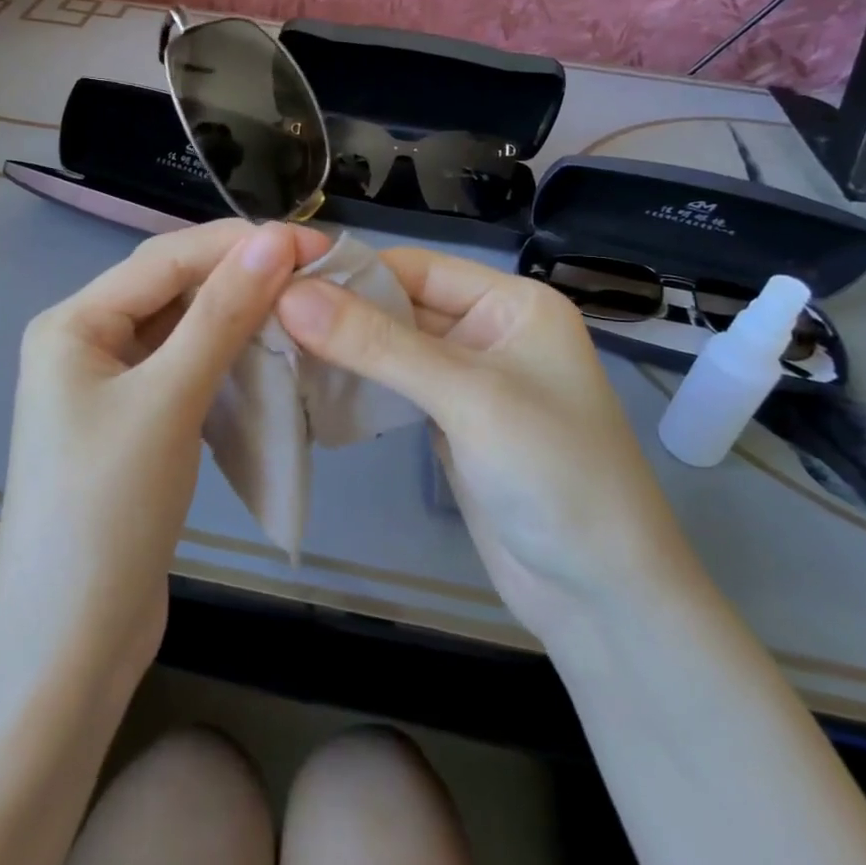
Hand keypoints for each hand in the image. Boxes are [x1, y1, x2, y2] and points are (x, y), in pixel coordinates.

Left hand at [0, 219, 331, 695]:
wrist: (70, 645)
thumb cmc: (108, 510)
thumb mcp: (168, 400)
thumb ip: (221, 314)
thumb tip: (274, 239)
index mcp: (72, 323)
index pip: (165, 259)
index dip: (239, 244)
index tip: (311, 242)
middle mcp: (86, 343)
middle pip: (172, 290)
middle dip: (240, 277)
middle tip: (316, 273)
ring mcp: (109, 387)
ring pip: (183, 331)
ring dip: (239, 318)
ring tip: (303, 308)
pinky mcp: (135, 425)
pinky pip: (186, 371)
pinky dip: (228, 360)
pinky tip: (270, 358)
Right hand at [275, 248, 692, 644]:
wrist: (602, 597)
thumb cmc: (553, 473)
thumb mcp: (466, 397)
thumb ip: (377, 344)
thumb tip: (290, 294)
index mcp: (511, 304)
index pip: (415, 267)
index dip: (350, 271)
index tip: (277, 279)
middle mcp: (488, 332)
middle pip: (400, 306)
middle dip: (339, 312)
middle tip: (263, 315)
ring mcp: (468, 381)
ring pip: (391, 348)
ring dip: (341, 350)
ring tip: (272, 345)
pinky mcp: (450, 424)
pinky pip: (395, 389)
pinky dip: (356, 386)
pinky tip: (308, 384)